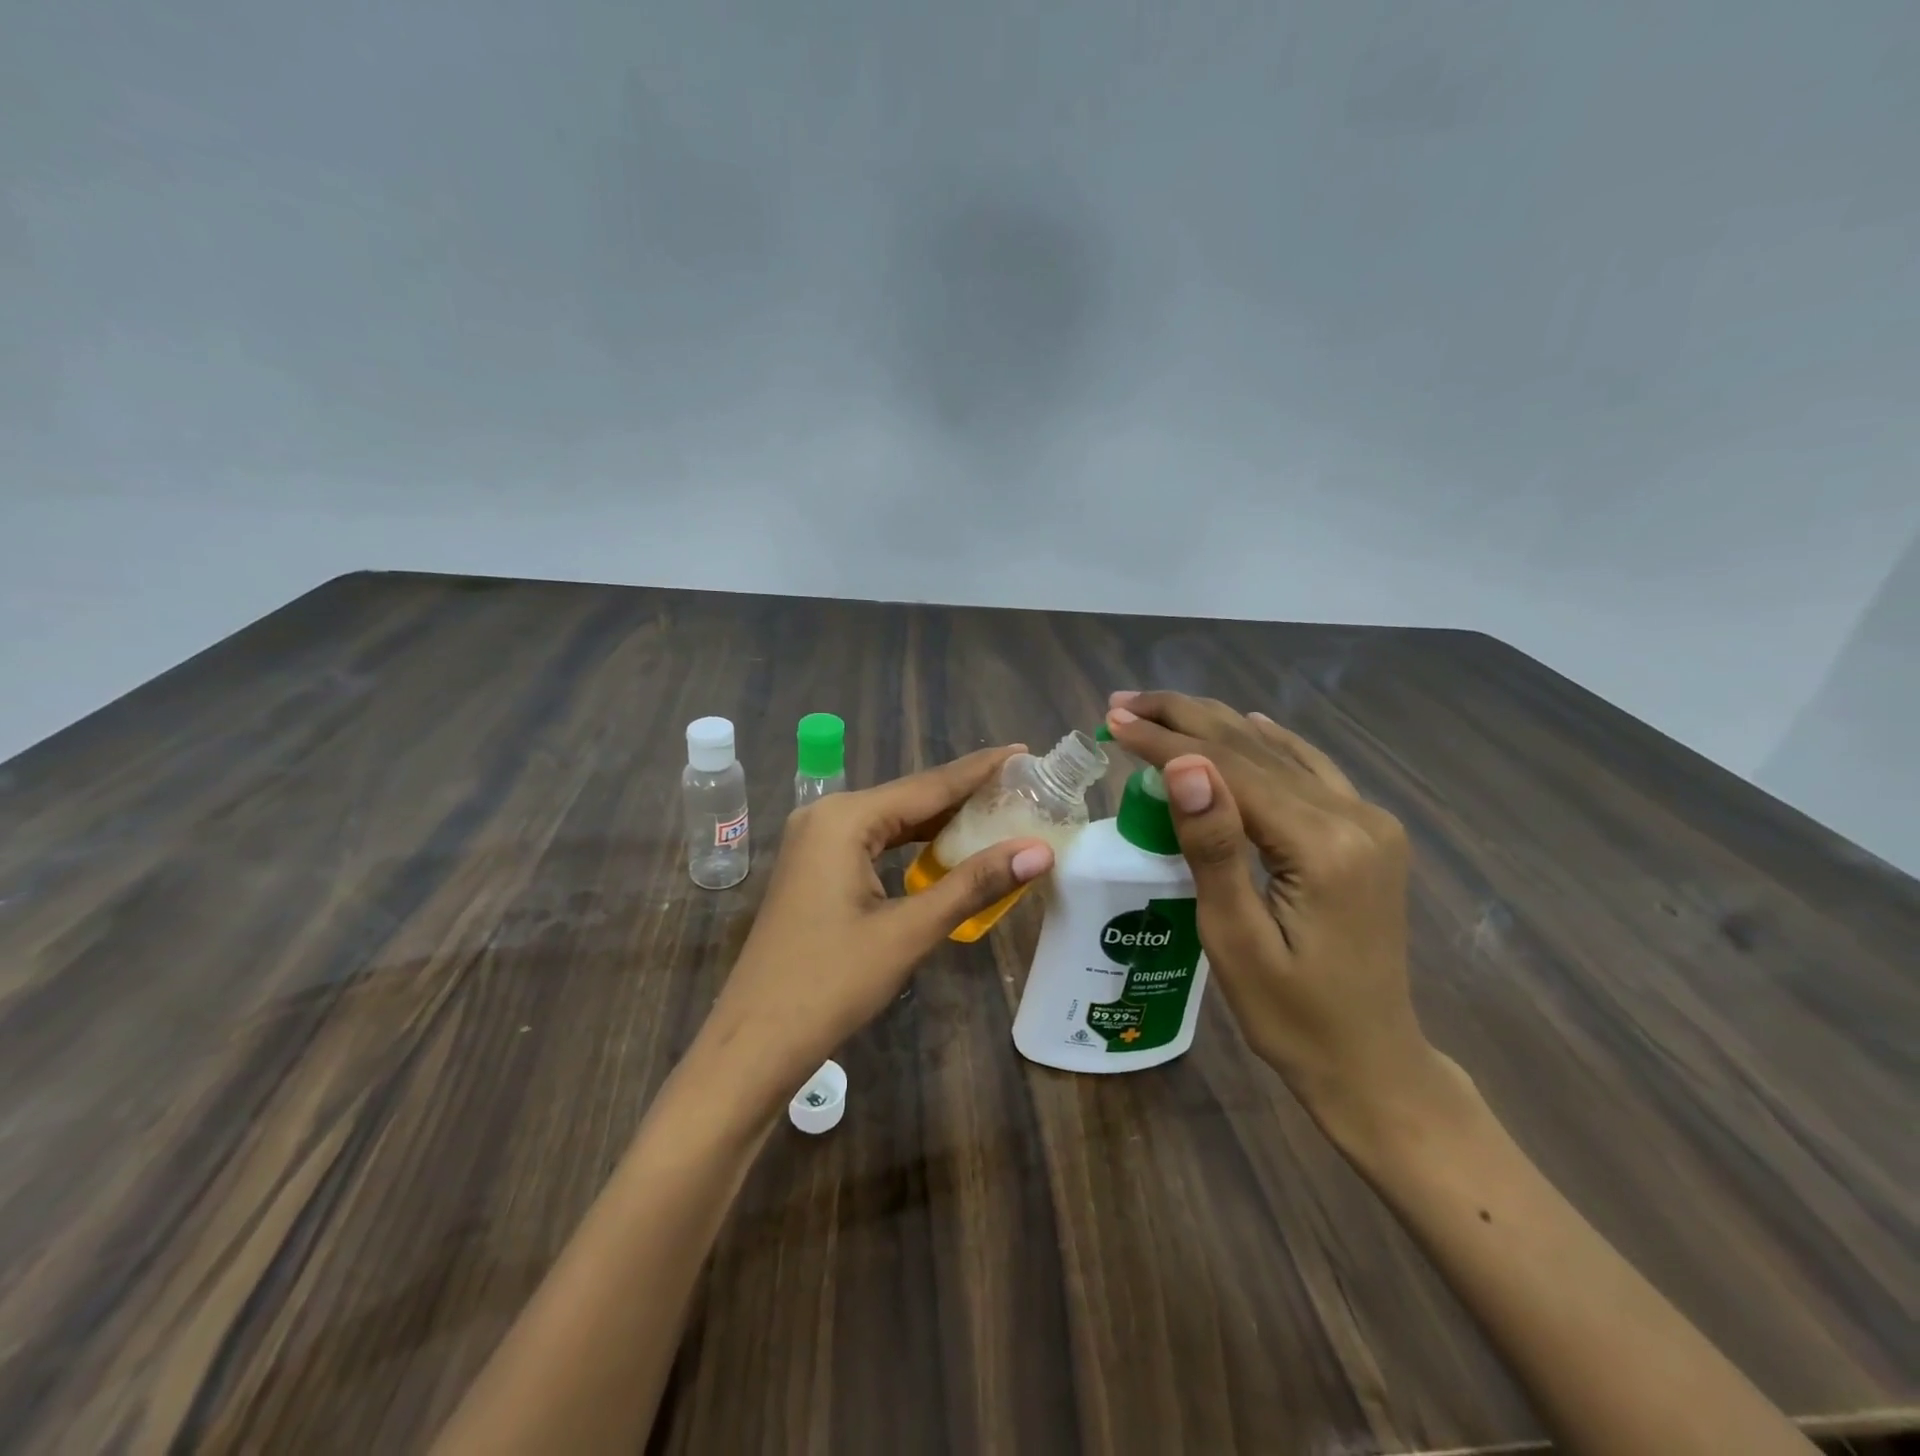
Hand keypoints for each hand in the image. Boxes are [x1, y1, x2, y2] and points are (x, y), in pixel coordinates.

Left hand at [690, 746, 1054, 1110]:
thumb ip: (974, 884)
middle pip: (910, 797)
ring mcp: (815, 841)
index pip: (929, 785)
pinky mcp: (815, 867)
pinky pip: (875, 842)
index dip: (981, 770)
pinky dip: (913, 843)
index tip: (1025, 752)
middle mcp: (827, 815)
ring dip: (941, 820)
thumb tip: (1040, 851)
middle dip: (966, 793)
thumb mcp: (908, 931)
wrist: (756, 1041)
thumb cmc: (831, 983)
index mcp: (845, 818)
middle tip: (1023, 786)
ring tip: (997, 810)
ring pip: (893, 820)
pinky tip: (947, 847)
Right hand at [1103, 691, 1457, 1140]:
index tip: (1113, 720)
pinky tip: (1248, 724)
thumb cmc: (1290, 1016)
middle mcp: (1354, 818)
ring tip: (1160, 709)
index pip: (1228, 770)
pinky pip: (1311, 771)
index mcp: (1322, 845)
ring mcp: (1367, 822)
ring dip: (1215, 726)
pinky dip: (1270, 744)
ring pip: (1279, 754)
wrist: (1372, 1064)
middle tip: (1123, 704)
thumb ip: (1212, 846)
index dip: (1165, 741)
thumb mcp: (1235, 940)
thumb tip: (1184, 765)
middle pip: (1253, 749)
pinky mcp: (1368, 834)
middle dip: (1183, 720)